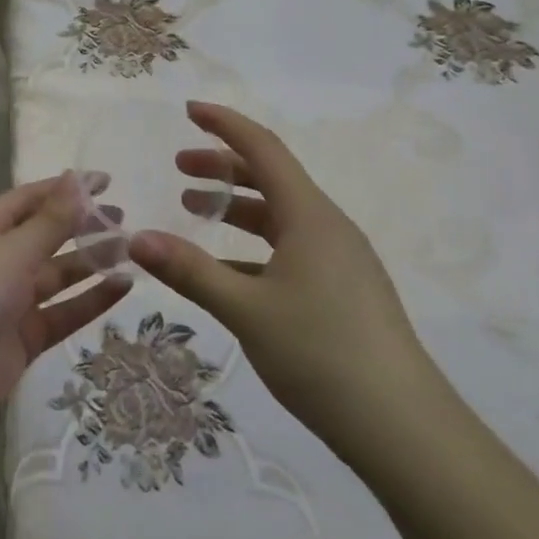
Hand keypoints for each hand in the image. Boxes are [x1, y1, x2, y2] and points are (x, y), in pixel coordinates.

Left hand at [0, 173, 130, 439]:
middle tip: (123, 219)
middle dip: (83, 226)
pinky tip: (122, 288)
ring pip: (59, 274)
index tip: (105, 181)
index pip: (32, 199)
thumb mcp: (12, 250)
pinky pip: (64, 312)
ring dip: (92, 263)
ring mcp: (13, 300)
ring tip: (131, 251)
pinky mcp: (25, 338)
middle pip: (48, 236)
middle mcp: (0, 259)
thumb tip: (78, 178)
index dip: (67, 189)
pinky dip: (91, 300)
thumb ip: (52, 221)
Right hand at [127, 102, 433, 437]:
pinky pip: (289, 250)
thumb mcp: (246, 310)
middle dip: (223, 166)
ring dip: (236, 207)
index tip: (188, 110)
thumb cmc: (321, 354)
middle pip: (270, 178)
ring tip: (194, 211)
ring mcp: (340, 260)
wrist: (403, 429)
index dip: (224, 123)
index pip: (263, 148)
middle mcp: (327, 226)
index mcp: (309, 215)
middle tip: (179, 167)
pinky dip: (252, 248)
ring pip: (280, 216)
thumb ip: (189, 271)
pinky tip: (226, 274)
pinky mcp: (343, 291)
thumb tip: (135, 238)